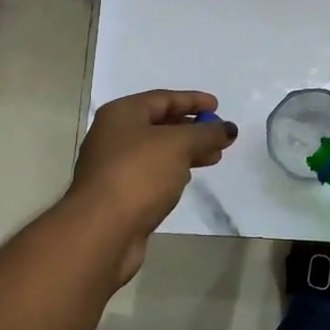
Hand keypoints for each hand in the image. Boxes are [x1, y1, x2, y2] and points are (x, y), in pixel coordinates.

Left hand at [68, 90, 237, 282]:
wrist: (101, 231)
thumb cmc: (138, 174)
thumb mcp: (178, 145)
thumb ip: (206, 134)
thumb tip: (228, 129)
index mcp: (121, 114)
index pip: (162, 98)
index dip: (192, 100)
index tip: (217, 106)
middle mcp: (113, 136)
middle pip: (159, 125)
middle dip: (192, 130)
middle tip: (219, 137)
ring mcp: (113, 167)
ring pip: (156, 152)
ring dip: (185, 153)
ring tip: (213, 158)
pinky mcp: (118, 194)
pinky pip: (151, 175)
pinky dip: (171, 172)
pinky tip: (187, 180)